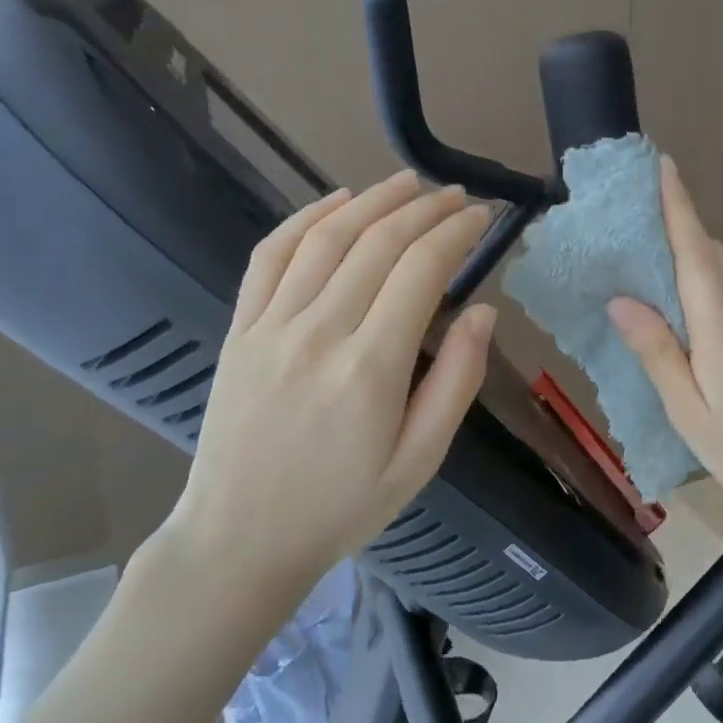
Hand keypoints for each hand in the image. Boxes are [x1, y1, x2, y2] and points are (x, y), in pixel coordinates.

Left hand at [157, 172, 496, 619]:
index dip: (456, 232)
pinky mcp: (239, 329)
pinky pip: (270, 256)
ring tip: (408, 182)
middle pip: (378, 242)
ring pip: (327, 237)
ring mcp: (270, 326)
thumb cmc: (341, 506)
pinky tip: (335, 201)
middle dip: (425, 208)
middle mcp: (319, 332)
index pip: (422, 270)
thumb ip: (456, 381)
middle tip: (456, 195)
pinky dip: (305, 218)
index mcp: (370, 368)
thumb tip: (483, 312)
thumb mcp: (420, 461)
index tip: (482, 216)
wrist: (239, 540)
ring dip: (372, 200)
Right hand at [607, 157, 722, 541]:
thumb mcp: (691, 416)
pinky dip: (712, 288)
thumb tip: (621, 300)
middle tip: (637, 220)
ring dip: (694, 259)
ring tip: (654, 264)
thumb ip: (658, 354)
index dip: (679, 208)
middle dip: (679, 229)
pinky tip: (693, 310)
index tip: (663, 166)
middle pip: (713, 256)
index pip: (696, 254)